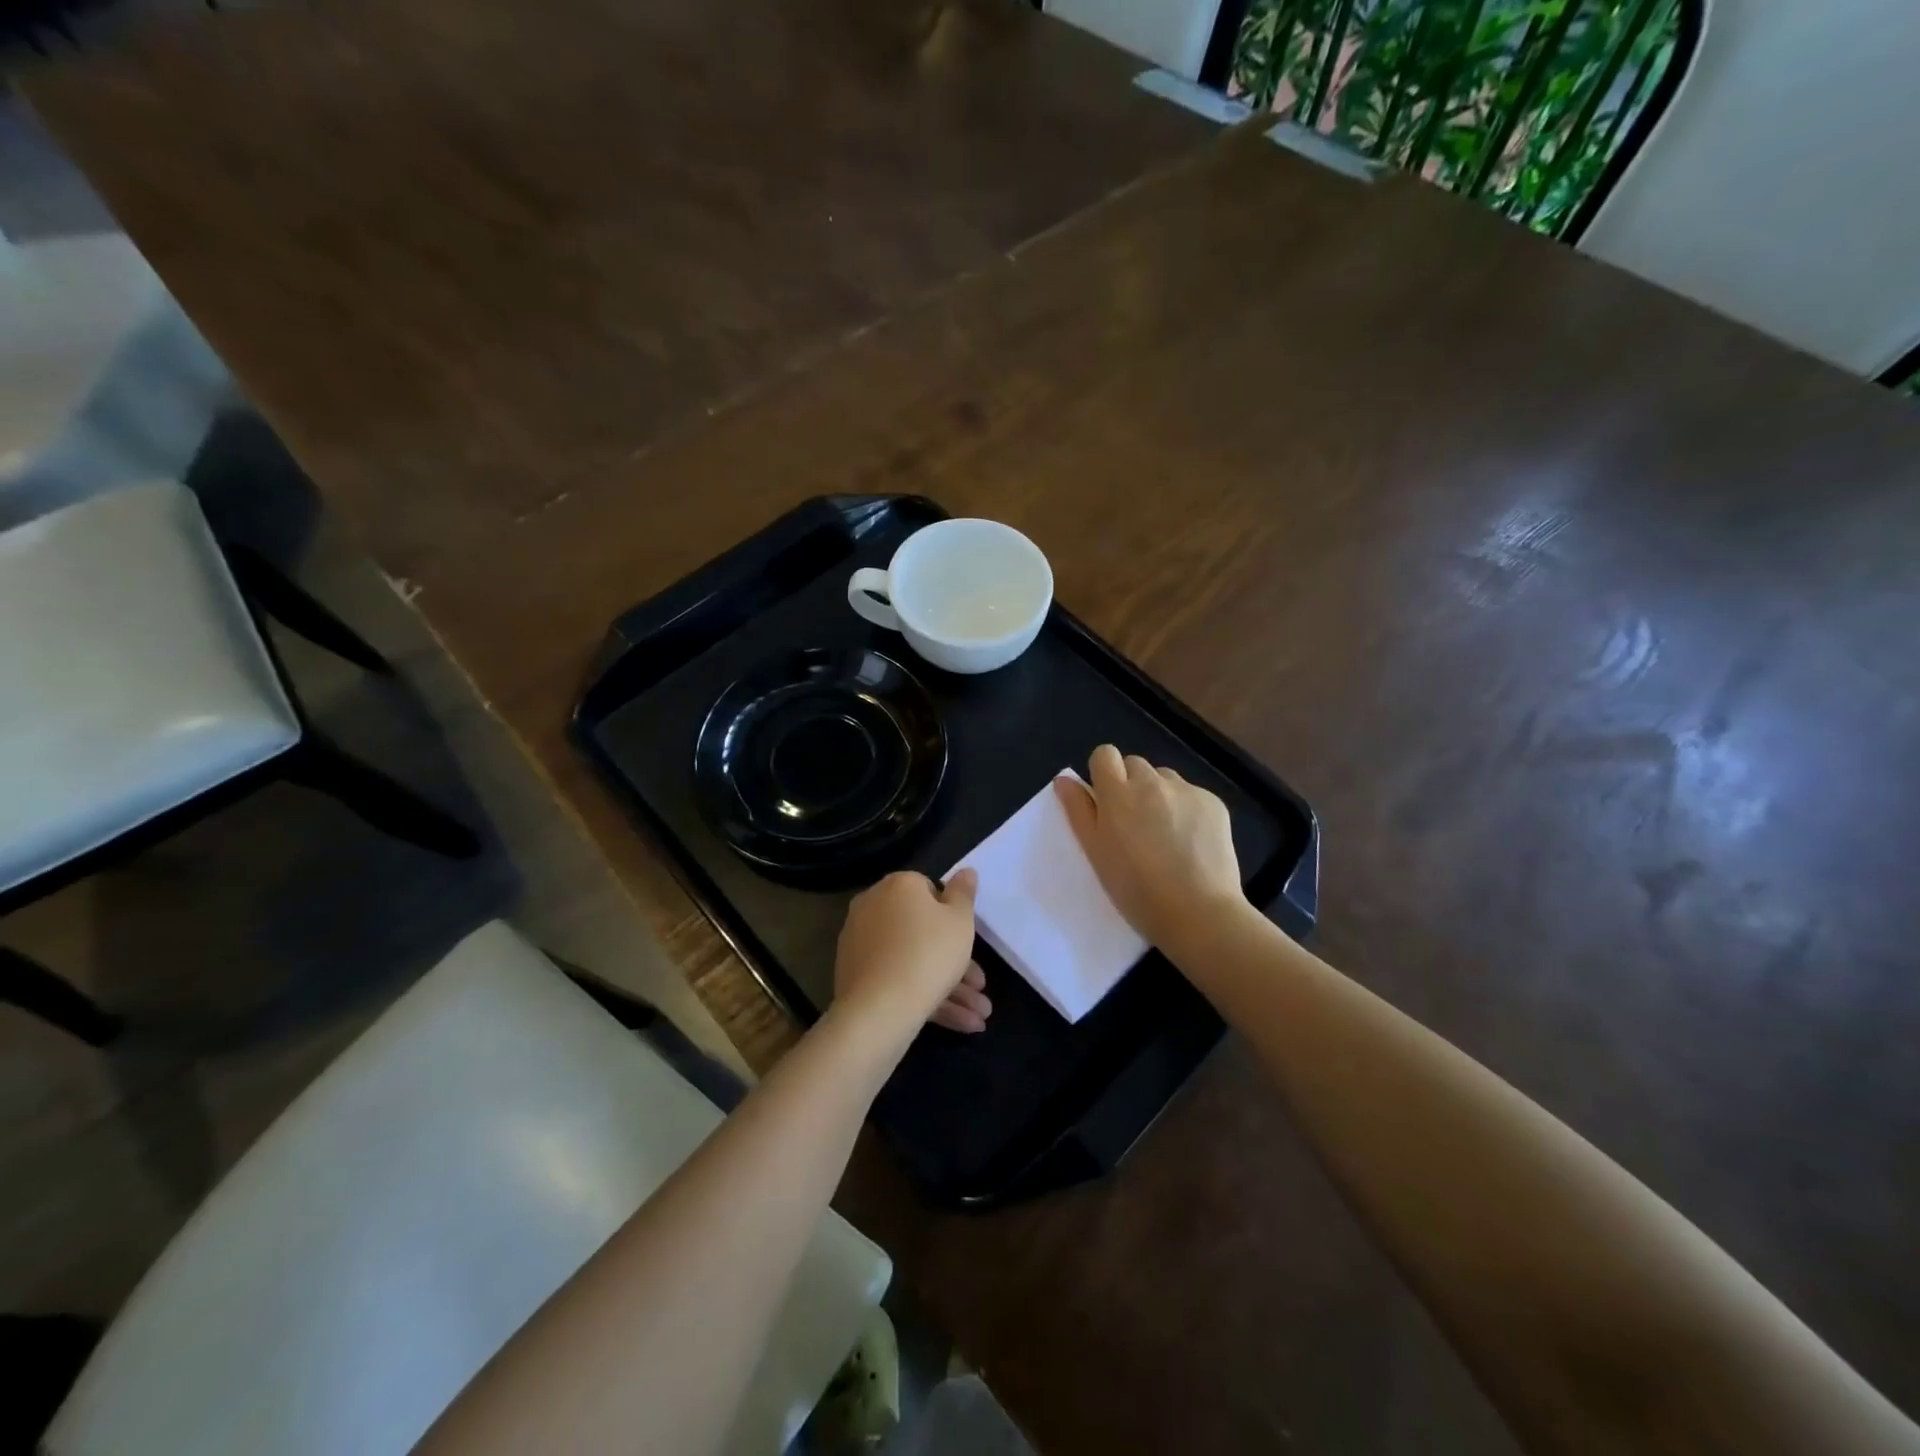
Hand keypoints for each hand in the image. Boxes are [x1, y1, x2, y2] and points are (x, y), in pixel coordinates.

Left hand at [833, 870, 990, 1036]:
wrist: (879, 1008)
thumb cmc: (929, 953)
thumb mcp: (960, 920)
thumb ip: (964, 893)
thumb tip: (966, 870)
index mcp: (898, 886)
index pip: (929, 890)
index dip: (952, 916)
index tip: (968, 941)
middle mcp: (873, 906)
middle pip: (922, 931)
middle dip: (957, 963)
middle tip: (980, 988)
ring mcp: (861, 942)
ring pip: (913, 960)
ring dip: (949, 987)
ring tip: (978, 1019)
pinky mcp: (855, 975)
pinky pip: (897, 978)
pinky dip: (926, 996)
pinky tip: (959, 1023)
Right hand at [1054, 744, 1245, 949]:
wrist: (1198, 912)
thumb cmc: (1136, 889)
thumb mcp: (1095, 852)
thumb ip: (1078, 810)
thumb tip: (1064, 779)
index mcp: (1117, 794)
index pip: (1105, 754)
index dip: (1103, 773)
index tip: (1105, 800)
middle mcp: (1152, 782)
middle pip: (1135, 765)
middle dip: (1131, 785)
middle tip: (1134, 823)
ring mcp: (1186, 790)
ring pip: (1165, 779)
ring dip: (1159, 795)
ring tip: (1165, 833)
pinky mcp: (1214, 803)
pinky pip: (1192, 795)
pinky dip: (1187, 809)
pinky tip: (1190, 841)